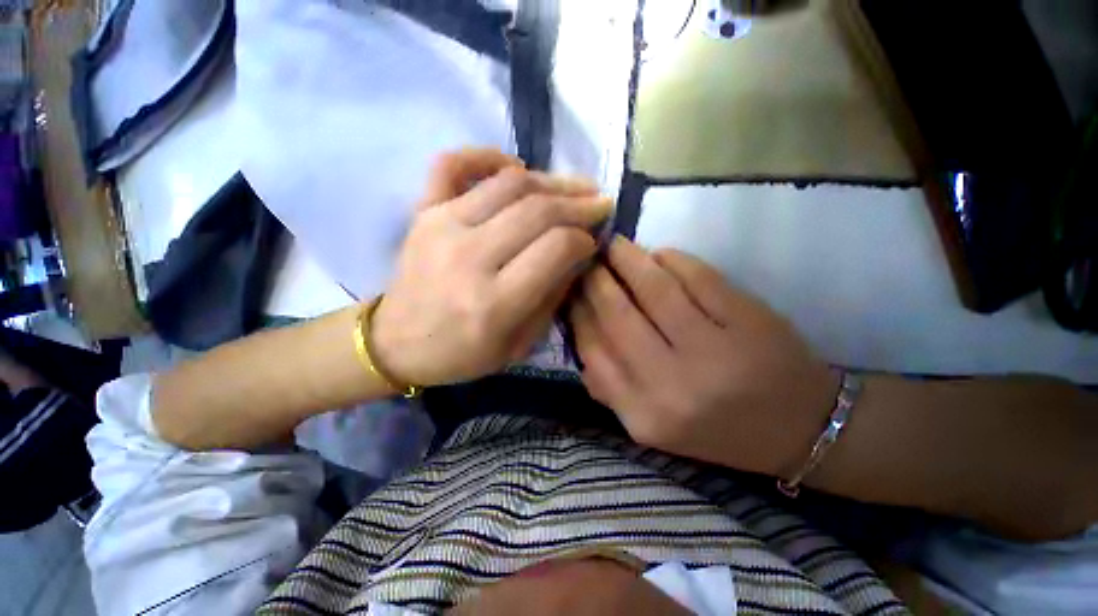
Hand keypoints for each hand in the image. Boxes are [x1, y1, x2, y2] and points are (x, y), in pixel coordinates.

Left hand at [372, 149, 611, 386]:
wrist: (396, 344)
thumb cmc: (461, 353)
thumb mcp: (519, 344)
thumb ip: (551, 297)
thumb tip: (577, 255)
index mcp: (494, 302)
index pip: (556, 249)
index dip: (583, 239)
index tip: (593, 241)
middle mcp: (469, 257)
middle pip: (537, 211)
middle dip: (579, 204)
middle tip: (600, 204)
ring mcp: (441, 226)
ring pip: (508, 184)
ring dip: (551, 180)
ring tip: (575, 187)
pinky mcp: (423, 212)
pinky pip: (452, 164)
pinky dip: (486, 155)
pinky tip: (514, 165)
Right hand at [571, 237, 838, 475]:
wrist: (799, 430)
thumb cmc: (715, 429)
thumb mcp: (651, 425)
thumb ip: (609, 388)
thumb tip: (581, 335)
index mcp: (645, 415)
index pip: (593, 351)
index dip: (578, 313)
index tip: (571, 291)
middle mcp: (673, 384)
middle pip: (618, 315)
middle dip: (596, 280)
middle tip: (588, 261)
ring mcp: (714, 350)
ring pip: (654, 287)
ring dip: (628, 259)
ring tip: (615, 246)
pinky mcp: (749, 320)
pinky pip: (698, 276)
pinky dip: (672, 258)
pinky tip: (659, 255)